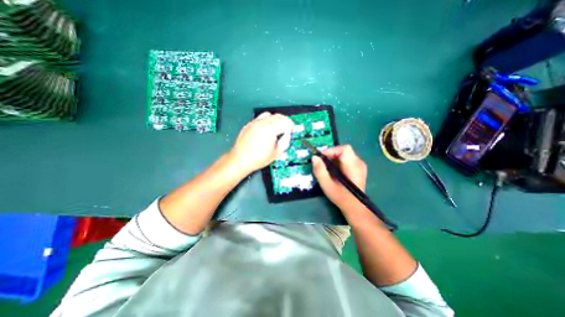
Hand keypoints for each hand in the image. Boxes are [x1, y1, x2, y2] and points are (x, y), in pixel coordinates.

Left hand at [228, 112, 292, 172]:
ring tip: (277, 128)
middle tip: (286, 129)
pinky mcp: (249, 125)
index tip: (292, 129)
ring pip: (269, 114)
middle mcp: (262, 123)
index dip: (291, 125)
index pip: (285, 121)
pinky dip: (266, 120)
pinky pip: (260, 118)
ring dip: (275, 119)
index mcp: (270, 130)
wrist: (240, 160)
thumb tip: (288, 135)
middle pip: (278, 116)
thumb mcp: (276, 153)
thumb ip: (285, 142)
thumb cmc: (257, 159)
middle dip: (285, 121)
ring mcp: (254, 123)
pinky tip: (266, 129)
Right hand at [311, 145, 368, 208]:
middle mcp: (359, 163)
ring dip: (334, 158)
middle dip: (331, 154)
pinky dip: (339, 161)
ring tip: (328, 168)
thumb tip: (314, 157)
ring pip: (345, 154)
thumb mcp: (327, 185)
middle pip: (344, 150)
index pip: (344, 149)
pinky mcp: (359, 168)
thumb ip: (319, 170)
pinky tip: (335, 170)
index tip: (322, 157)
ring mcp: (360, 165)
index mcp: (353, 166)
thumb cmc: (341, 197)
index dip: (331, 150)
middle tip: (323, 163)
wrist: (355, 207)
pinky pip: (347, 158)